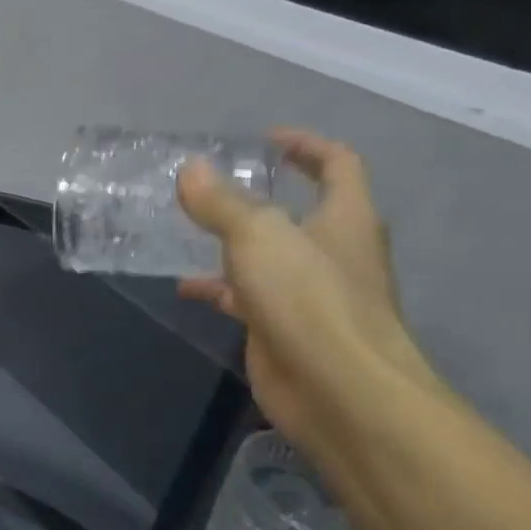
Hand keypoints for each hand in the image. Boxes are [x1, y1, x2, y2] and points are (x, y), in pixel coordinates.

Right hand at [177, 129, 430, 452]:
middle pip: (300, 212)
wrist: (336, 390)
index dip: (306, 146)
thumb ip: (221, 203)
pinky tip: (185, 286)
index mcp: (345, 218)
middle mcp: (333, 253)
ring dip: (232, 244)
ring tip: (186, 231)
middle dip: (260, 197)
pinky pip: (247, 298)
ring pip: (268, 258)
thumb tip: (191, 169)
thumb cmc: (308, 298)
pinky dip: (218, 288)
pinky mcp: (283, 330)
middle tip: (214, 188)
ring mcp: (309, 295)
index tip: (267, 139)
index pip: (338, 165)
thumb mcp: (257, 236)